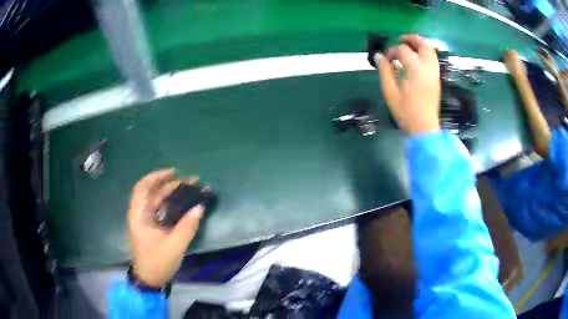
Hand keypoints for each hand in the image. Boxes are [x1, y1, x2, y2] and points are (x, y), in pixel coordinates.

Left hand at [128, 169, 203, 286]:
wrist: (150, 279)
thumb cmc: (157, 262)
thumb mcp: (174, 246)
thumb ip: (187, 227)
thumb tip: (199, 207)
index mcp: (139, 216)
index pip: (142, 188)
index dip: (156, 177)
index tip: (173, 172)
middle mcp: (140, 215)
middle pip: (151, 192)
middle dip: (168, 183)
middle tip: (187, 180)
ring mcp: (146, 221)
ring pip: (156, 200)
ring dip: (170, 193)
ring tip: (188, 188)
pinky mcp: (152, 227)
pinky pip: (160, 209)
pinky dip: (170, 203)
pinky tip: (183, 203)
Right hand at [375, 34, 440, 134]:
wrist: (424, 127)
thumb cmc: (405, 111)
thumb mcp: (390, 91)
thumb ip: (385, 71)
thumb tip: (379, 56)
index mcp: (415, 69)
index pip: (403, 50)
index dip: (393, 51)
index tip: (387, 58)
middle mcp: (427, 67)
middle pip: (423, 44)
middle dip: (411, 39)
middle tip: (401, 39)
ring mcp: (434, 73)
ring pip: (431, 51)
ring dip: (420, 44)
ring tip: (409, 46)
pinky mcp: (436, 78)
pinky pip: (433, 59)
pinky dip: (425, 53)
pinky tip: (416, 58)